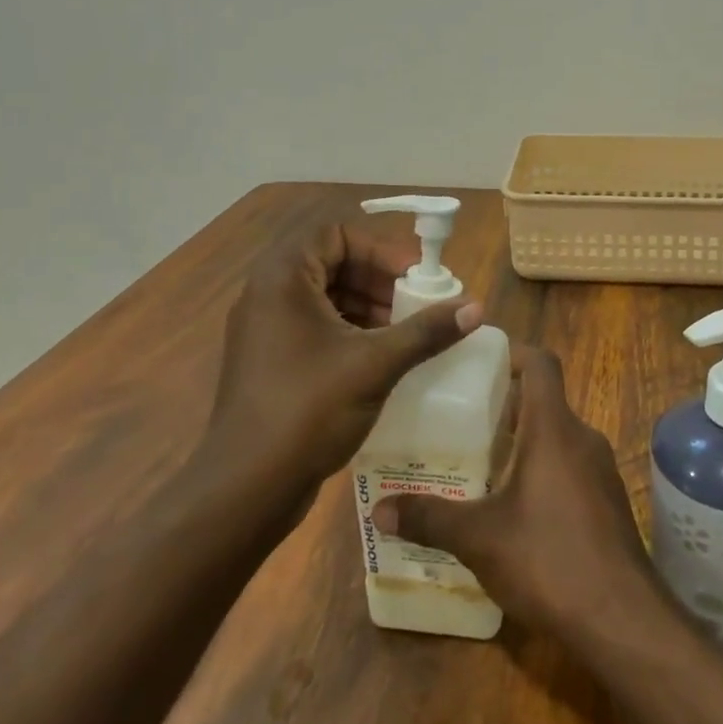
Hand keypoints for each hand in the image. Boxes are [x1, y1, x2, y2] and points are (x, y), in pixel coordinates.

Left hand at [210, 221, 481, 490]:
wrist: (246, 490)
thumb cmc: (307, 411)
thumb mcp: (375, 365)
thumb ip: (426, 331)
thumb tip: (476, 306)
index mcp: (282, 279)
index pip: (334, 233)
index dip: (379, 248)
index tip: (414, 275)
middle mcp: (267, 295)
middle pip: (331, 262)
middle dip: (379, 278)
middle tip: (417, 301)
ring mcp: (265, 330)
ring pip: (325, 296)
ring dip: (368, 304)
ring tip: (405, 330)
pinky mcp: (271, 361)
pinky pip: (316, 326)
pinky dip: (351, 330)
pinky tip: (382, 356)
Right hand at [371, 348, 653, 637]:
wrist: (623, 619)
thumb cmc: (548, 559)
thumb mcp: (479, 538)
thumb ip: (429, 518)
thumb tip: (379, 510)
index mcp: (553, 428)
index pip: (540, 363)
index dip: (511, 352)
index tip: (477, 362)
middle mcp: (582, 438)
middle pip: (544, 401)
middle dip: (504, 406)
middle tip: (461, 421)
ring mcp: (601, 471)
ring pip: (557, 437)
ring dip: (522, 443)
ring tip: (479, 464)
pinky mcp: (608, 502)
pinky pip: (570, 468)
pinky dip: (542, 472)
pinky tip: (514, 509)